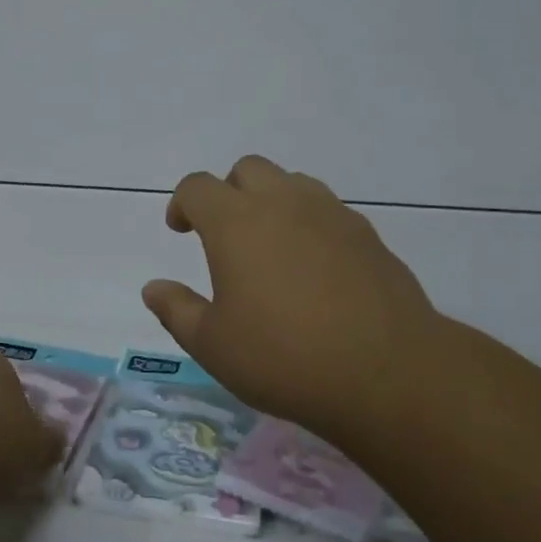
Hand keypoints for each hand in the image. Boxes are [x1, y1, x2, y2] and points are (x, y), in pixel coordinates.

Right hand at [141, 155, 447, 439]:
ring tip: (271, 246)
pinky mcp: (367, 234)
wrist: (387, 372)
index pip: (197, 186)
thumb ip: (177, 310)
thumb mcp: (213, 345)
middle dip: (228, 192)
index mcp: (236, 222)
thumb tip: (153, 288)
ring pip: (292, 182)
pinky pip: (328, 210)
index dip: (182, 203)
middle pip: (247, 169)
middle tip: (225, 235)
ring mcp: (330, 214)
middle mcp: (282, 203)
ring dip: (272, 201)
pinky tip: (314, 268)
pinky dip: (309, 223)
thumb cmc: (284, 357)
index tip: (181, 230)